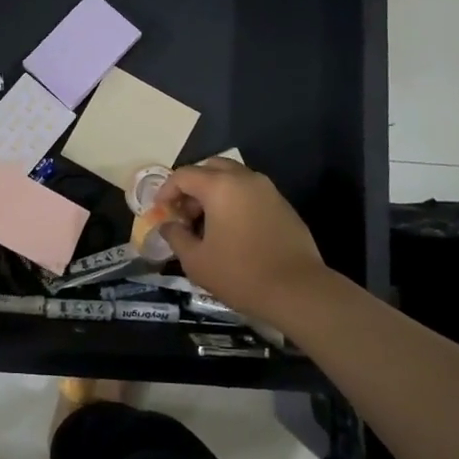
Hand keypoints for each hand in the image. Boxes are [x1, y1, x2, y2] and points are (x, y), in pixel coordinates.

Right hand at [158, 159, 335, 321]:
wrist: (298, 291)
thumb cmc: (240, 274)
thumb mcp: (196, 260)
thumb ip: (176, 236)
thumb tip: (168, 225)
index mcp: (220, 186)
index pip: (183, 175)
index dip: (166, 190)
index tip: (160, 211)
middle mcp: (245, 178)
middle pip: (210, 168)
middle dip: (192, 186)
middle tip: (184, 213)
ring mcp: (268, 190)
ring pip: (233, 178)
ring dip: (215, 192)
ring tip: (207, 223)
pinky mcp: (283, 205)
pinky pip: (251, 193)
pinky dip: (235, 201)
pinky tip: (233, 230)